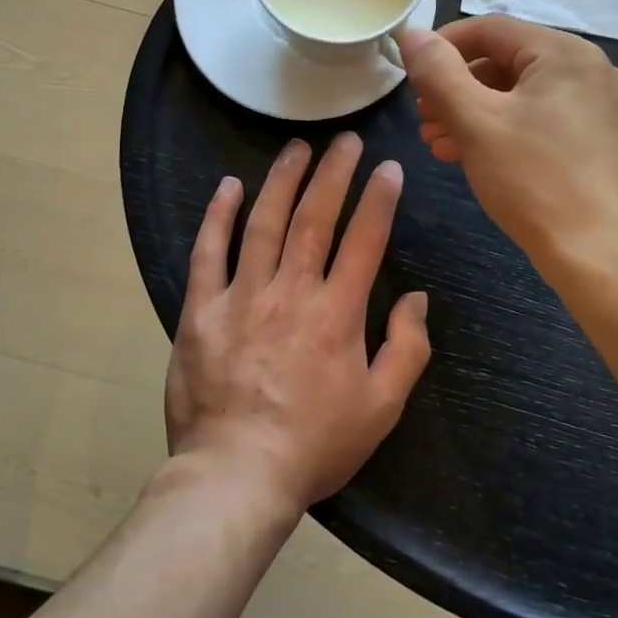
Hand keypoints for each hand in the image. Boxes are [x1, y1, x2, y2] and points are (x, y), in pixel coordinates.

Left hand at [166, 133, 431, 514]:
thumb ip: (407, 348)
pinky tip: (229, 186)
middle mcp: (291, 292)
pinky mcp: (201, 311)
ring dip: (283, 180)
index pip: (364, 239)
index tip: (387, 168)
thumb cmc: (315, 444)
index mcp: (337, 313)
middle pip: (315, 218)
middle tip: (346, 139)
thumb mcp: (382, 408)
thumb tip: (416, 297)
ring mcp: (241, 297)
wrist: (235, 477)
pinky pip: (208, 253)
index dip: (379, 199)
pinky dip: (218, 216)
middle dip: (334, 173)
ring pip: (264, 223)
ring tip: (298, 147)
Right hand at [397, 16, 617, 270]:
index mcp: (566, 53)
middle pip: (509, 62)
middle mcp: (594, 70)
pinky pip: (549, 121)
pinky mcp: (609, 142)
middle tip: (424, 117)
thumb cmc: (535, 181)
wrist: (604, 259)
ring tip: (440, 143)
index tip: (412, 74)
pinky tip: (478, 157)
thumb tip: (411, 33)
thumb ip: (438, 72)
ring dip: (478, 114)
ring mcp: (607, 108)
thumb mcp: (476, 121)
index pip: (491, 29)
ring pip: (527, 96)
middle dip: (459, 88)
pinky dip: (509, 131)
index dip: (443, 46)